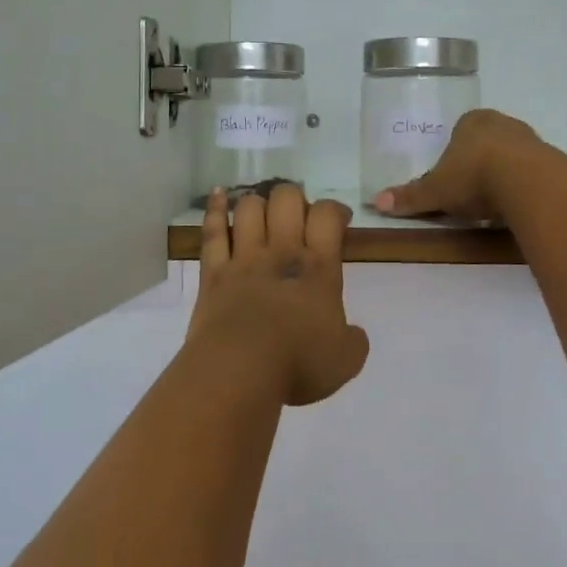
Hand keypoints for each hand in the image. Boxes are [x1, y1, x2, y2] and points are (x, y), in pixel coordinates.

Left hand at [190, 184, 369, 406]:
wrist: (239, 371)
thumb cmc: (297, 364)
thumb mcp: (345, 360)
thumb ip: (354, 341)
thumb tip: (353, 334)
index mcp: (318, 269)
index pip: (327, 216)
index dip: (334, 210)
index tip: (339, 221)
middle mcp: (281, 252)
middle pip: (286, 199)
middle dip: (295, 198)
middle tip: (298, 218)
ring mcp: (243, 259)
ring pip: (248, 208)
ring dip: (258, 203)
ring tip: (263, 214)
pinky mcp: (212, 273)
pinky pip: (212, 232)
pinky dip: (214, 209)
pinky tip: (217, 195)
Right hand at [374, 109, 543, 222]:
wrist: (527, 182)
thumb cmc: (473, 176)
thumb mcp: (436, 191)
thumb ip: (411, 196)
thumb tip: (376, 202)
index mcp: (472, 121)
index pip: (461, 130)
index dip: (455, 152)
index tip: (452, 175)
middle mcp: (502, 123)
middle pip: (487, 142)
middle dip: (480, 162)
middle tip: (470, 190)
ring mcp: (531, 139)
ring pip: (512, 156)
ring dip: (504, 174)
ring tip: (494, 203)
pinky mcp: (552, 160)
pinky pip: (532, 173)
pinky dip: (524, 186)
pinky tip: (517, 205)